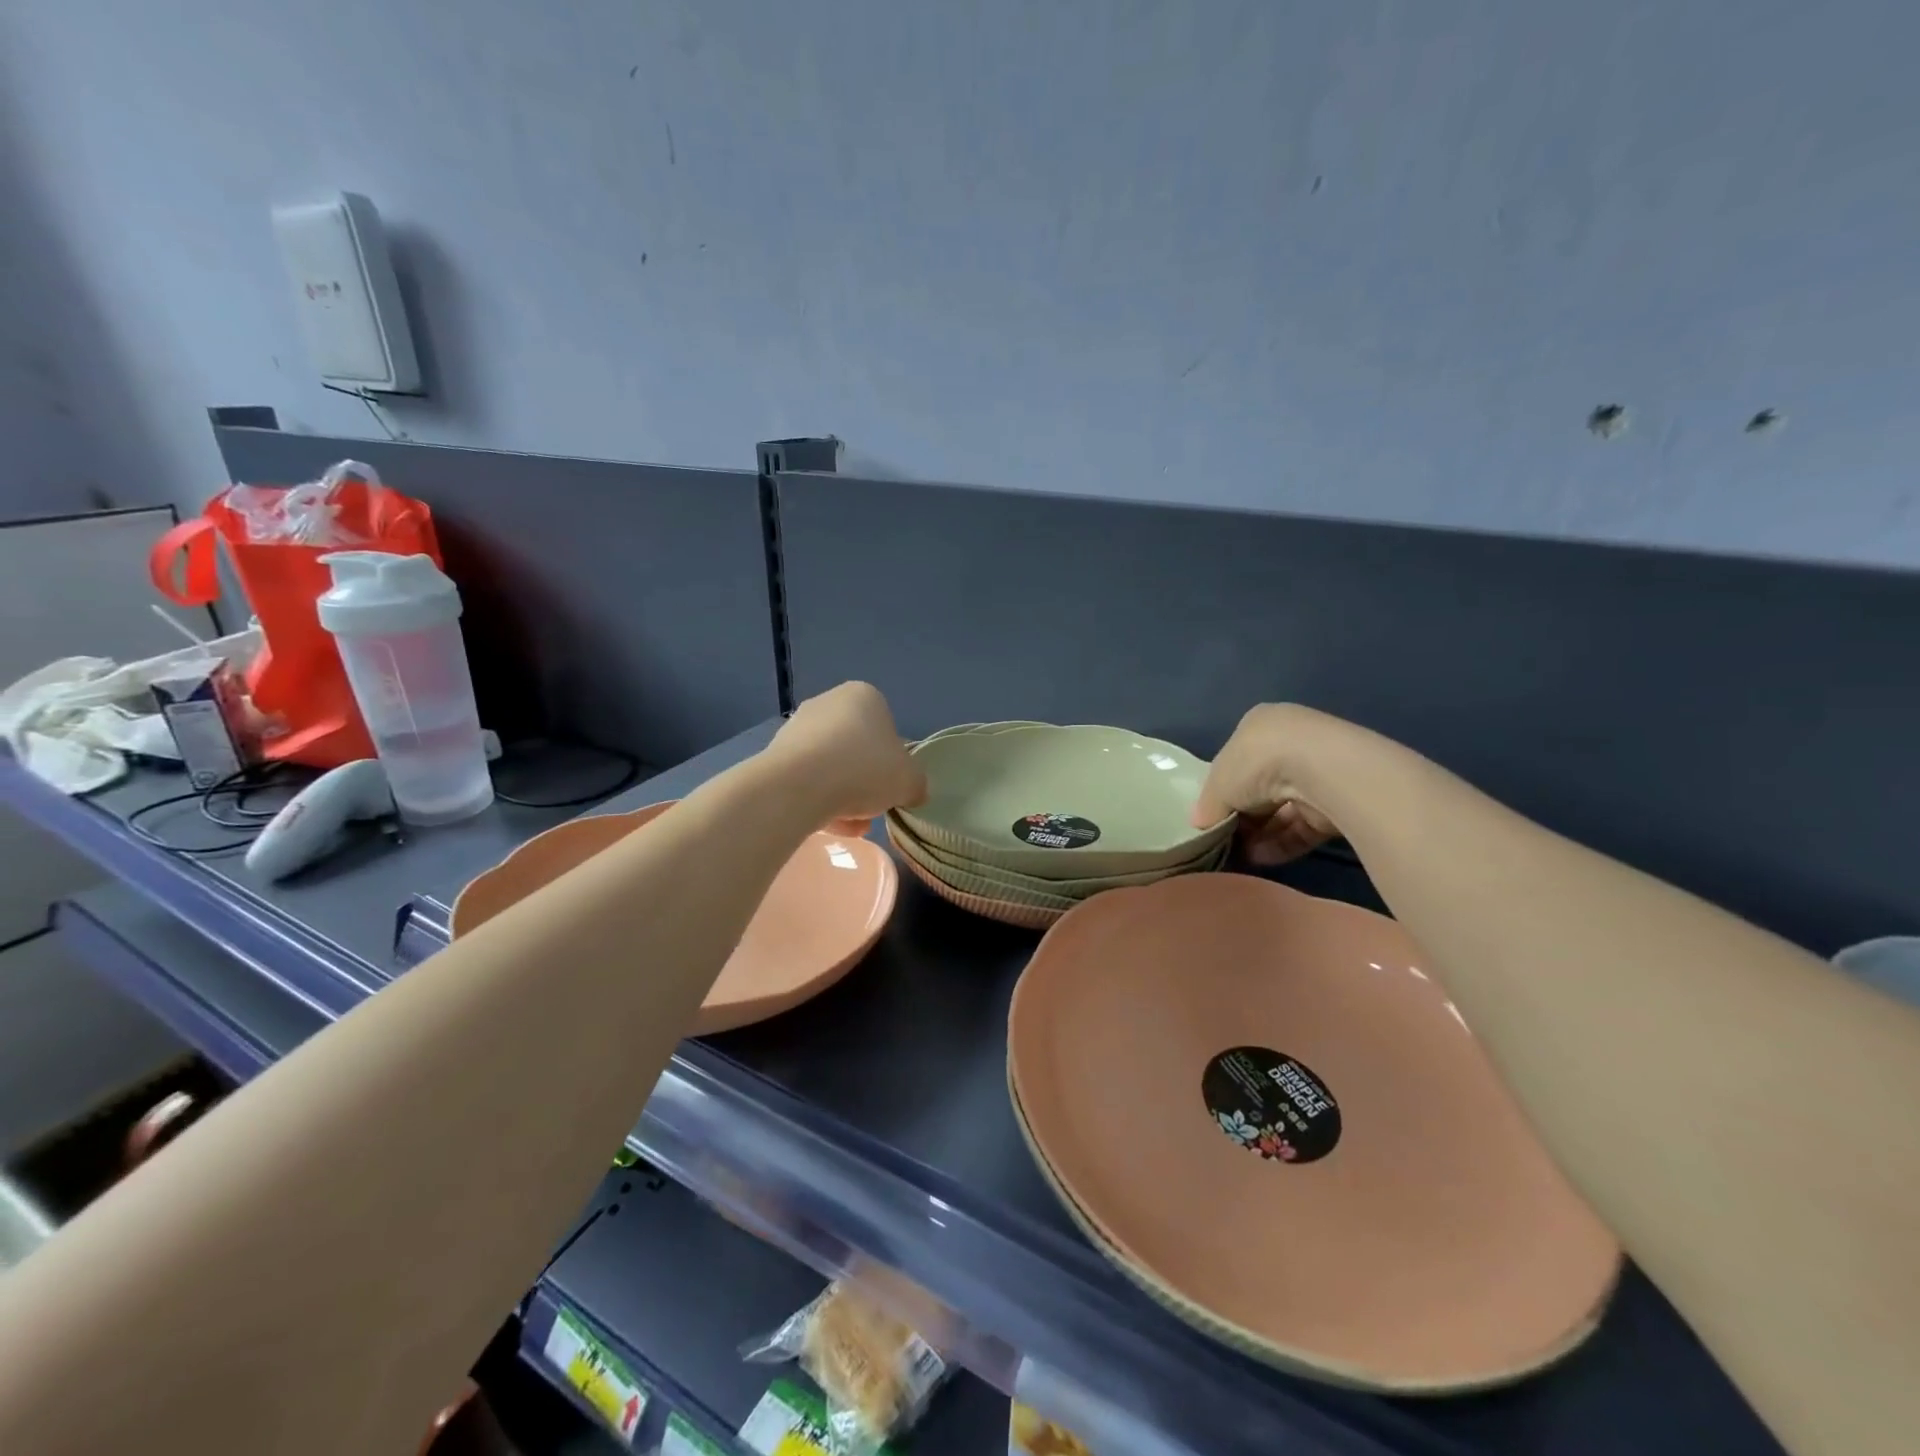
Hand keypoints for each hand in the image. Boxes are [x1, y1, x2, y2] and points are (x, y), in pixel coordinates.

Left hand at [768, 682, 926, 827]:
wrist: (799, 785)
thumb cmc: (864, 769)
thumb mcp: (910, 780)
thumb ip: (916, 784)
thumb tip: (912, 791)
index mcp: (864, 696)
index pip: (887, 729)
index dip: (893, 762)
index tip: (892, 786)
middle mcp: (828, 703)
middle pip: (857, 749)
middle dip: (865, 782)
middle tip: (872, 809)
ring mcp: (797, 727)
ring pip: (831, 767)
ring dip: (844, 796)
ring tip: (851, 826)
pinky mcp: (775, 754)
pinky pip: (807, 780)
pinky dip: (818, 801)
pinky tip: (827, 825)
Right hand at [1193, 704, 1341, 864]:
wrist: (1321, 769)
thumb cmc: (1256, 762)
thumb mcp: (1217, 784)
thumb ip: (1207, 806)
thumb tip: (1200, 824)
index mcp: (1259, 726)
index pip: (1236, 762)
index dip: (1222, 792)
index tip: (1213, 817)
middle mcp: (1290, 743)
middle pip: (1259, 788)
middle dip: (1243, 817)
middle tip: (1226, 841)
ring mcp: (1318, 772)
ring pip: (1282, 809)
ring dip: (1260, 835)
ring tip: (1240, 856)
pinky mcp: (1338, 801)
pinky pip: (1303, 825)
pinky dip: (1281, 842)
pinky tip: (1261, 858)